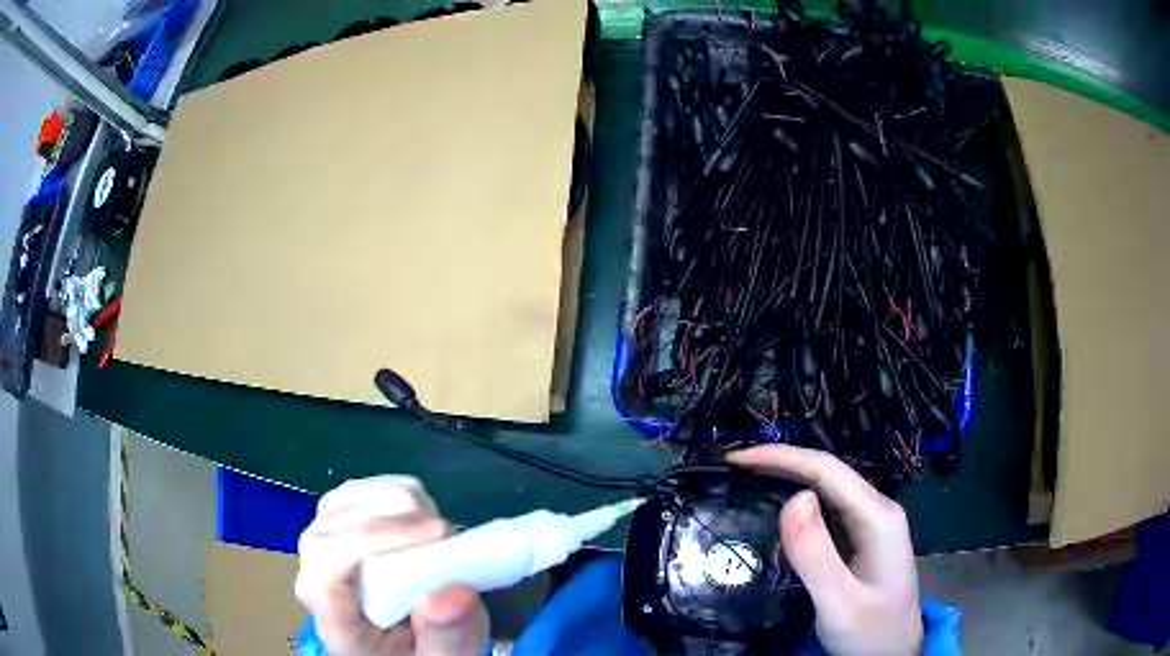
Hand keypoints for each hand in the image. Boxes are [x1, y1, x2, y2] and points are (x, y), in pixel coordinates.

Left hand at [295, 476, 489, 655]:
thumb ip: (448, 636)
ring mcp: (321, 545)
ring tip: (437, 527)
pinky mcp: (337, 525)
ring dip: (393, 502)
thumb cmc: (420, 655)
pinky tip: (418, 511)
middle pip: (332, 528)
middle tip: (447, 532)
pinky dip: (388, 490)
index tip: (437, 534)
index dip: (373, 539)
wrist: (403, 649)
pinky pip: (353, 493)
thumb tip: (454, 592)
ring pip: (341, 502)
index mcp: (334, 618)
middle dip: (393, 520)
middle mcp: (315, 575)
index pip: (325, 565)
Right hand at [727, 445, 921, 655]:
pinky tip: (776, 510)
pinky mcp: (862, 539)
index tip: (735, 460)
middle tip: (732, 470)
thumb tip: (792, 497)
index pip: (826, 469)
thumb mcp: (839, 603)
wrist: (894, 654)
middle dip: (779, 464)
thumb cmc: (870, 632)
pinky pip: (828, 509)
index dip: (780, 457)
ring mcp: (871, 524)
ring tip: (746, 481)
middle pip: (827, 473)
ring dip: (787, 479)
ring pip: (827, 489)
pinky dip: (797, 504)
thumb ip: (816, 555)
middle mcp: (877, 510)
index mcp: (877, 516)